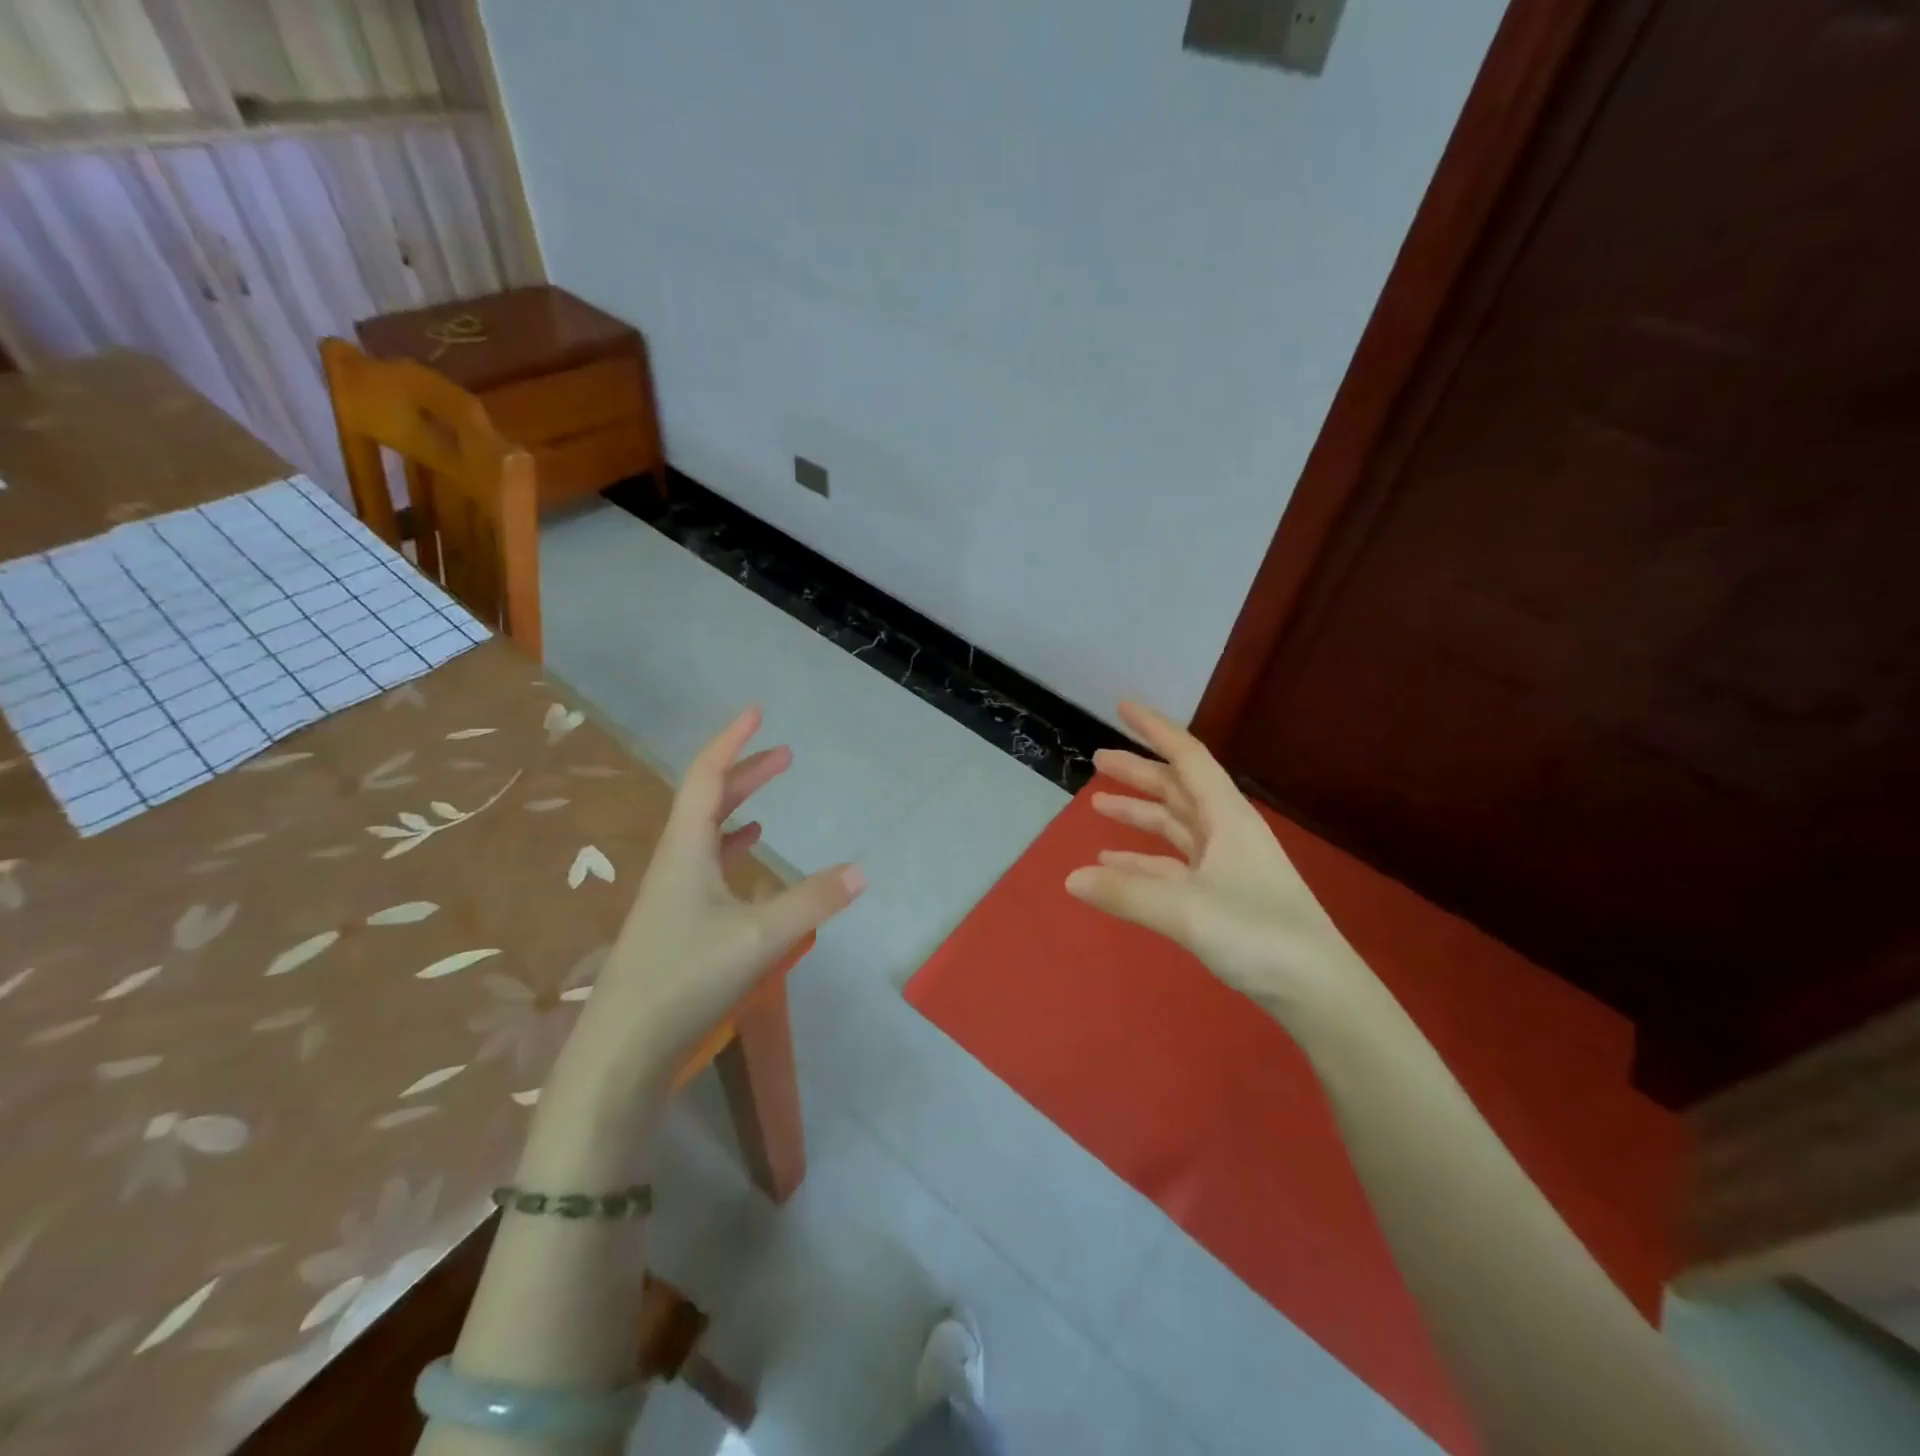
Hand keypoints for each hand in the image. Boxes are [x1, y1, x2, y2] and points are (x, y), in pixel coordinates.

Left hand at [561, 705, 863, 1087]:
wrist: (622, 1050)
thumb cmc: (685, 979)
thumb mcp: (759, 937)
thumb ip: (812, 902)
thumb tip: (860, 870)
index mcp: (685, 850)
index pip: (705, 777)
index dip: (731, 742)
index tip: (755, 712)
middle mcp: (674, 861)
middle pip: (706, 800)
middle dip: (744, 772)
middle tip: (784, 754)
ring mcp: (670, 893)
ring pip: (705, 832)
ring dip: (737, 806)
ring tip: (769, 796)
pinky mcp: (674, 922)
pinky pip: (706, 864)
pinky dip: (730, 846)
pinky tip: (748, 855)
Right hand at [1064, 701, 1376, 1026]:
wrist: (1317, 991)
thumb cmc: (1258, 934)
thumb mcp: (1185, 909)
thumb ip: (1126, 892)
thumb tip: (1070, 878)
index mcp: (1227, 818)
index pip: (1186, 757)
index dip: (1154, 729)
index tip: (1122, 707)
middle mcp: (1227, 832)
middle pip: (1177, 789)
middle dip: (1138, 772)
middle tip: (1097, 760)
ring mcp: (1227, 864)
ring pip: (1175, 826)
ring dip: (1139, 814)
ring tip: (1098, 806)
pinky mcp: (1223, 895)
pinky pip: (1174, 864)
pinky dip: (1144, 859)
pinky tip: (1115, 863)